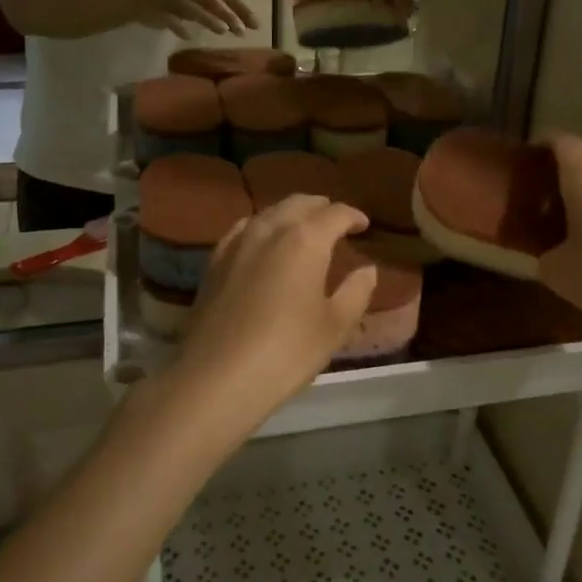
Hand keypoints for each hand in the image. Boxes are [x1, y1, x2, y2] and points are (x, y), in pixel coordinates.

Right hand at [132, 0, 258, 36]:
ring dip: (209, 19)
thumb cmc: (172, 0)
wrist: (136, 0)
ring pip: (194, 7)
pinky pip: (170, 18)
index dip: (242, 7)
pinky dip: (179, 26)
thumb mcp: (197, 1)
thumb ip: (215, 8)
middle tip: (243, 31)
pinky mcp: (157, 9)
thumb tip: (240, 22)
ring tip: (224, 31)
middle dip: (230, 14)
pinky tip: (188, 36)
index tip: (256, 24)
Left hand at [166, 196, 375, 441]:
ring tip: (304, 229)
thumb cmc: (286, 351)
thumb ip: (356, 292)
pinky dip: (262, 227)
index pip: (335, 214)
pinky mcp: (214, 261)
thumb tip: (367, 269)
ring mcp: (237, 243)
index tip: (364, 225)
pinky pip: (244, 229)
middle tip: (337, 221)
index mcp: (305, 239)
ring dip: (291, 214)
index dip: (353, 216)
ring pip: (269, 212)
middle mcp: (270, 229)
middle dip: (321, 208)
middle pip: (299, 204)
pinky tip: (263, 242)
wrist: (217, 377)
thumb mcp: (334, 326)